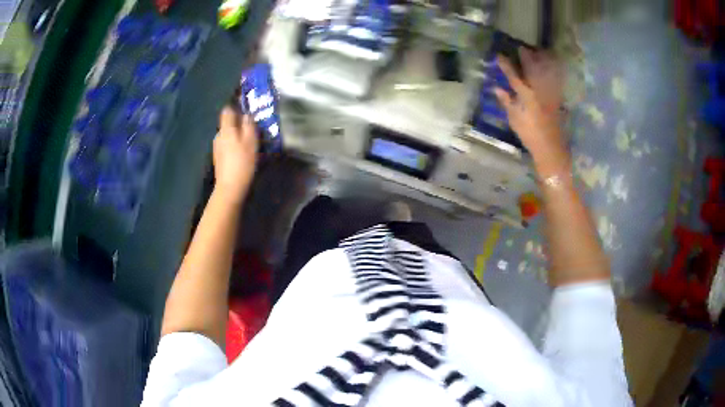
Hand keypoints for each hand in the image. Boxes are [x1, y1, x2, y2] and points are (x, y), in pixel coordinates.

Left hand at [213, 107, 257, 203]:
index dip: (235, 106)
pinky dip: (234, 144)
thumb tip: (247, 114)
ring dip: (237, 134)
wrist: (230, 188)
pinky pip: (227, 144)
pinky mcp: (219, 157)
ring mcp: (217, 147)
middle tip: (252, 126)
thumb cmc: (242, 163)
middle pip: (228, 122)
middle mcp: (219, 135)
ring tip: (249, 140)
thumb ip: (249, 126)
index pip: (227, 110)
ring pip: (228, 134)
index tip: (245, 107)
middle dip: (238, 122)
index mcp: (226, 129)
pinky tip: (242, 152)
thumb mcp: (251, 142)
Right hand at [494, 48, 568, 175]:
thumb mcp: (514, 118)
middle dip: (526, 56)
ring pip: (546, 71)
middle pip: (532, 68)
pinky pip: (556, 79)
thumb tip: (496, 87)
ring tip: (538, 52)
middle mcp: (538, 90)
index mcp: (525, 96)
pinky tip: (553, 65)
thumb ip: (506, 101)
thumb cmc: (529, 134)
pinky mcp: (557, 97)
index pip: (513, 75)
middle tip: (522, 48)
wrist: (550, 146)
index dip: (505, 64)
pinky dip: (554, 71)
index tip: (499, 55)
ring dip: (542, 60)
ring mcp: (549, 93)